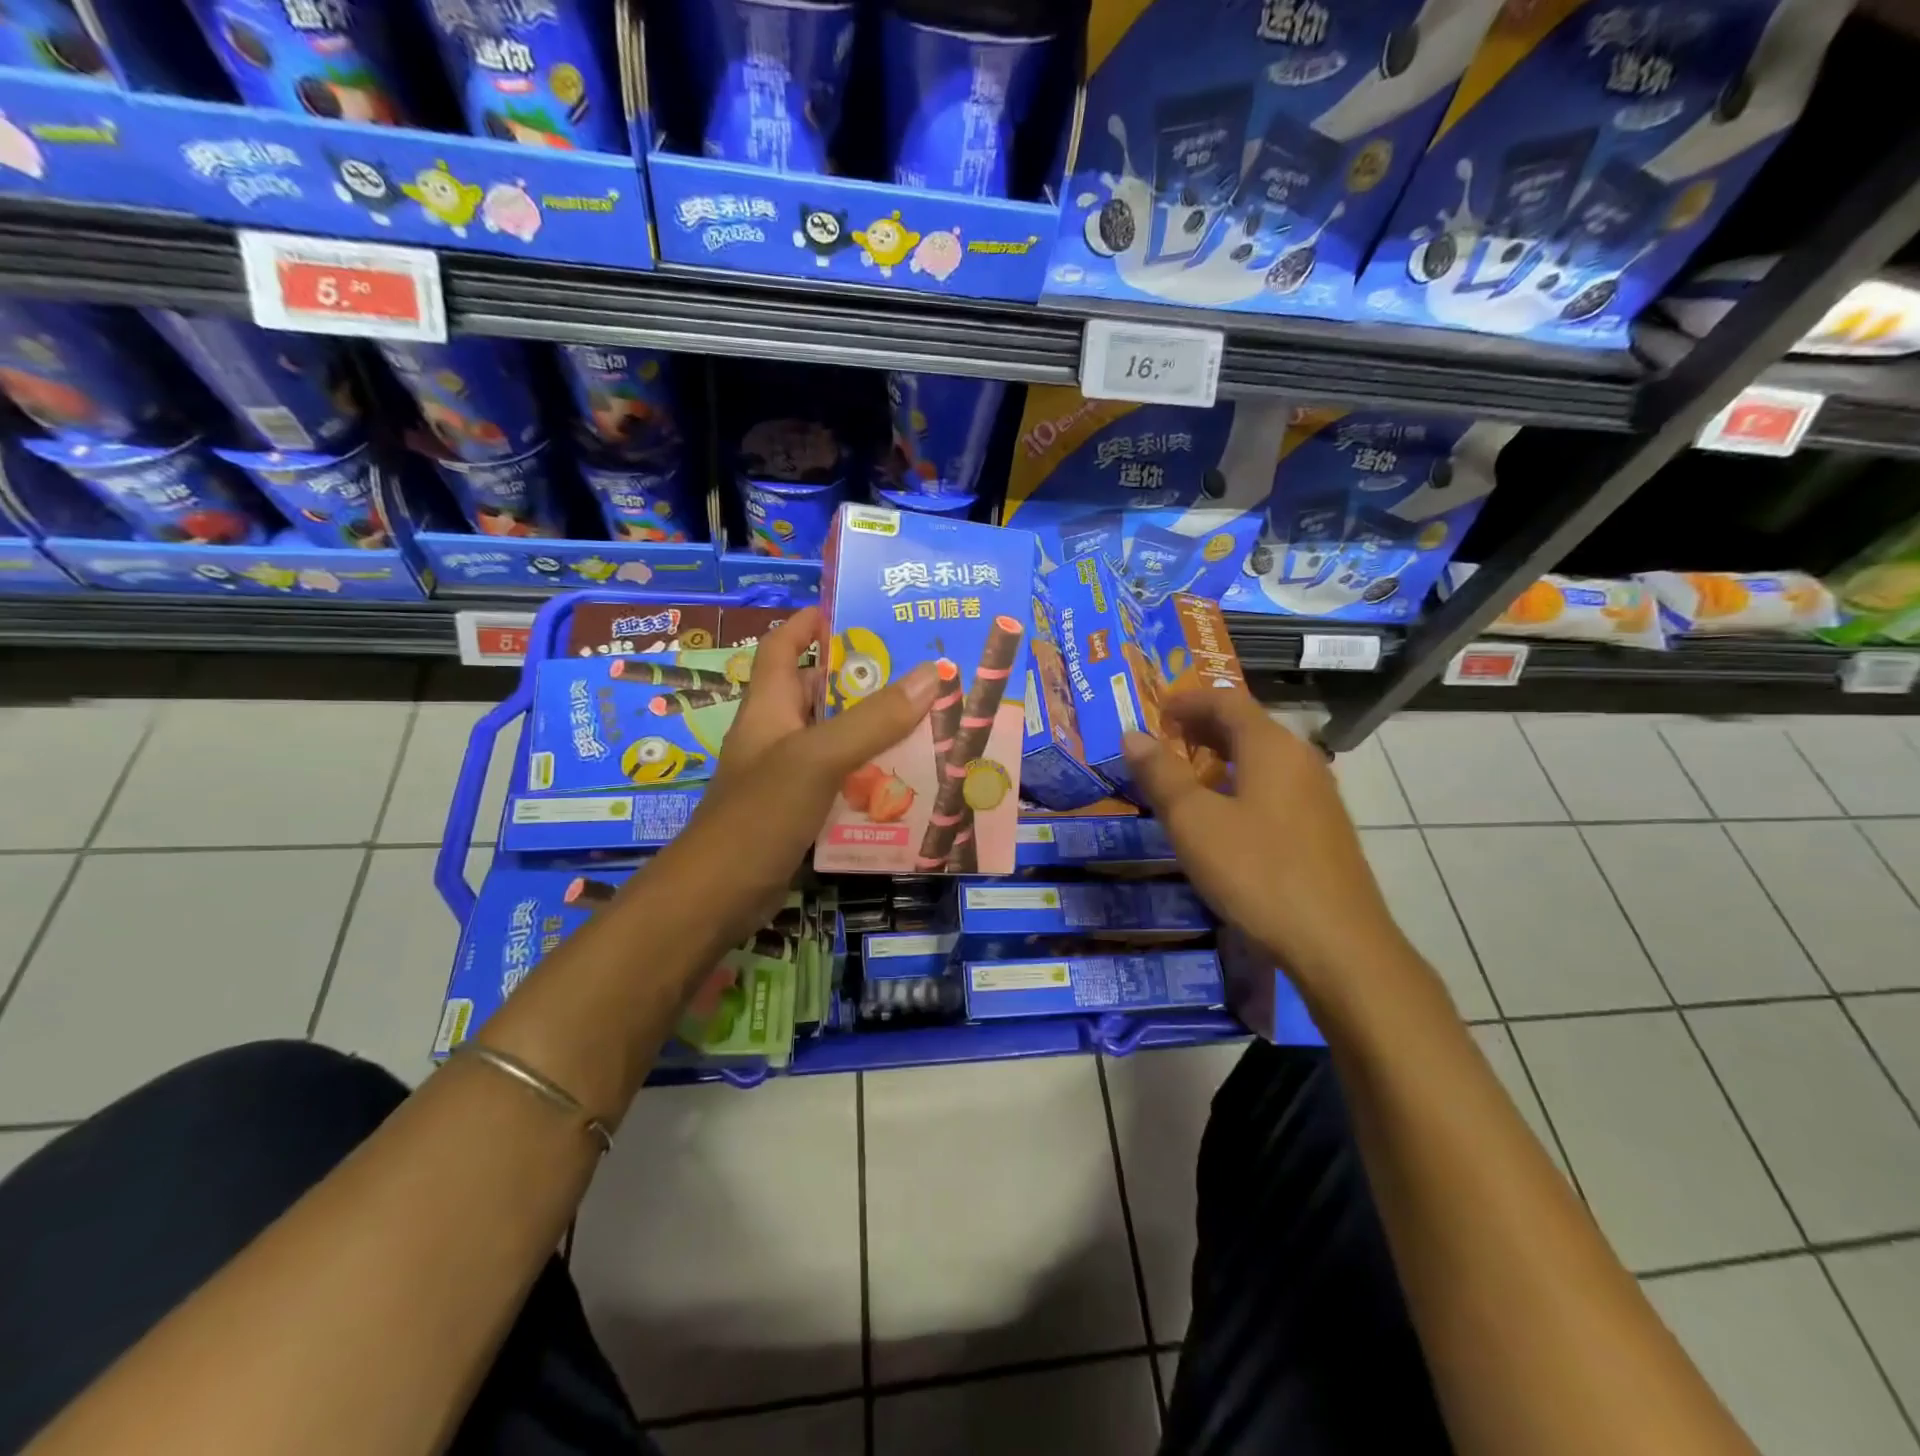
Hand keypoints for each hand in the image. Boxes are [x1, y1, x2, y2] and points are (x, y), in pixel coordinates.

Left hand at [643, 607, 939, 954]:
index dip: (811, 623)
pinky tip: (908, 784)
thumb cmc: (758, 814)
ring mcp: (786, 776)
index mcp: (768, 706)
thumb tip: (931, 673)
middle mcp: (776, 734)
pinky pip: (841, 783)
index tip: (855, 610)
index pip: (783, 646)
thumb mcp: (817, 758)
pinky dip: (870, 778)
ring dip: (875, 733)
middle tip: (921, 673)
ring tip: (929, 723)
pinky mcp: (799, 812)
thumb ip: (872, 720)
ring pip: (836, 741)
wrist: (716, 897)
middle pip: (820, 693)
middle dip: (864, 681)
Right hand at [1122, 692, 1408, 1003]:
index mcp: (1271, 746)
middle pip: (1247, 726)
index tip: (1156, 711)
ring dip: (1221, 757)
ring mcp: (1317, 795)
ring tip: (1186, 776)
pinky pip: (1274, 786)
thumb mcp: (1194, 822)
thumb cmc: (1257, 872)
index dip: (1188, 700)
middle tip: (1163, 741)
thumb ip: (1161, 775)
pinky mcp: (1322, 828)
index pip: (1226, 701)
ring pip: (1262, 758)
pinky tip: (1224, 816)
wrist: (1337, 943)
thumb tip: (1133, 736)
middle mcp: (1300, 759)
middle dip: (1202, 727)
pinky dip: (1241, 783)